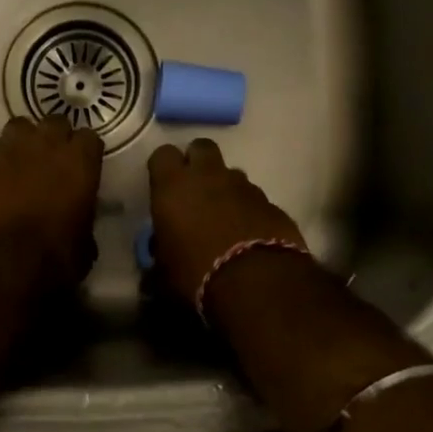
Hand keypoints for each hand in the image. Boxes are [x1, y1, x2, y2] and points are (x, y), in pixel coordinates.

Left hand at [0, 116, 103, 291]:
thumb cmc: (52, 261)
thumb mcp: (84, 246)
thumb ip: (83, 220)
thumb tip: (77, 221)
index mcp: (81, 162)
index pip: (89, 138)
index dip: (83, 153)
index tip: (79, 167)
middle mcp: (47, 142)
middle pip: (54, 123)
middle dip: (52, 139)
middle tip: (46, 163)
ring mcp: (8, 144)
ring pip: (18, 126)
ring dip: (19, 142)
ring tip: (12, 164)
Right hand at [146, 139, 307, 306]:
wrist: (257, 283)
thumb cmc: (196, 274)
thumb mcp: (164, 269)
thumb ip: (160, 250)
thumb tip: (160, 247)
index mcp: (174, 186)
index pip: (162, 154)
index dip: (163, 168)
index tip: (163, 186)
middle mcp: (208, 176)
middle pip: (201, 148)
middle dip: (197, 163)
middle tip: (194, 190)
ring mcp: (245, 187)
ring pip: (231, 173)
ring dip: (225, 188)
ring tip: (223, 217)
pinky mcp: (272, 204)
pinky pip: (255, 198)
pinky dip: (249, 210)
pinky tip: (248, 234)